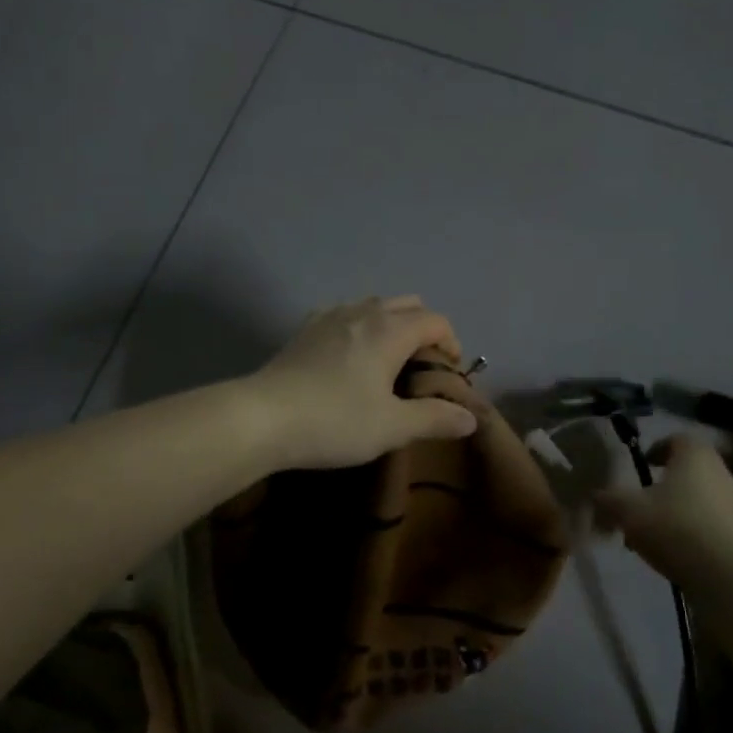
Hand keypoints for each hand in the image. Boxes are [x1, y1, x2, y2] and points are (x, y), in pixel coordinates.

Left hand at [244, 297, 479, 469]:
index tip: (450, 374)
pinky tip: (349, 357)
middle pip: (408, 305)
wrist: (262, 417)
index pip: (436, 321)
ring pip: (374, 306)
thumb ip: (434, 419)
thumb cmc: (335, 421)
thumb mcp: (392, 427)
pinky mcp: (305, 329)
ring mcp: (330, 316)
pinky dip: (360, 327)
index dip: (451, 344)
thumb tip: (470, 418)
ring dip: (391, 325)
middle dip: (424, 330)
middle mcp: (363, 312)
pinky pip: (345, 315)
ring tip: (388, 362)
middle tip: (422, 368)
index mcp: (391, 330)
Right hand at [594, 436, 732, 584]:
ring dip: (681, 509)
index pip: (678, 439)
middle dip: (667, 484)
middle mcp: (722, 473)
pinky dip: (696, 530)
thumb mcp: (628, 510)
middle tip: (645, 501)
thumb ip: (609, 499)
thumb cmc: (673, 526)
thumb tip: (596, 495)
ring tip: (657, 533)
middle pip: (691, 470)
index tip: (643, 464)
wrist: (725, 574)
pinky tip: (678, 551)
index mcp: (696, 456)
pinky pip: (715, 524)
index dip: (658, 449)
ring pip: (703, 498)